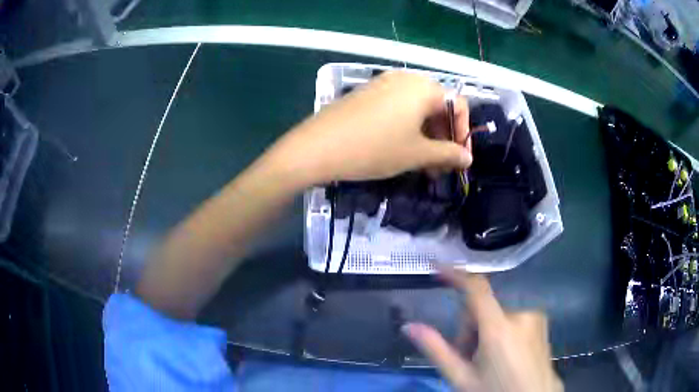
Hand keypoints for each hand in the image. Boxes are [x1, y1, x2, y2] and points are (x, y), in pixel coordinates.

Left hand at [267, 71, 471, 184]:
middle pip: (436, 106)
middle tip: (439, 167)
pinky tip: (400, 149)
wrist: (317, 147)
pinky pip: (397, 108)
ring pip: (416, 109)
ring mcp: (382, 84)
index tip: (460, 161)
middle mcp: (405, 78)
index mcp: (423, 87)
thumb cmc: (375, 148)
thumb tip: (468, 159)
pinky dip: (407, 128)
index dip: (463, 134)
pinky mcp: (366, 94)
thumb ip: (447, 154)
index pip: (457, 105)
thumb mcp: (416, 154)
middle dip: (443, 137)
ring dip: (426, 136)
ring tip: (422, 164)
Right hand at [403, 266, 562, 391]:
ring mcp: (534, 316)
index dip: (455, 274)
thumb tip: (409, 327)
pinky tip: (504, 355)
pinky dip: (502, 332)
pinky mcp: (541, 321)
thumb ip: (436, 350)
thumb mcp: (462, 378)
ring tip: (487, 361)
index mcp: (499, 328)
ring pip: (496, 315)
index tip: (437, 267)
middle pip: (483, 309)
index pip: (476, 289)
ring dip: (485, 332)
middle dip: (470, 329)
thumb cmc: (495, 391)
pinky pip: (512, 318)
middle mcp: (520, 314)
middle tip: (467, 359)